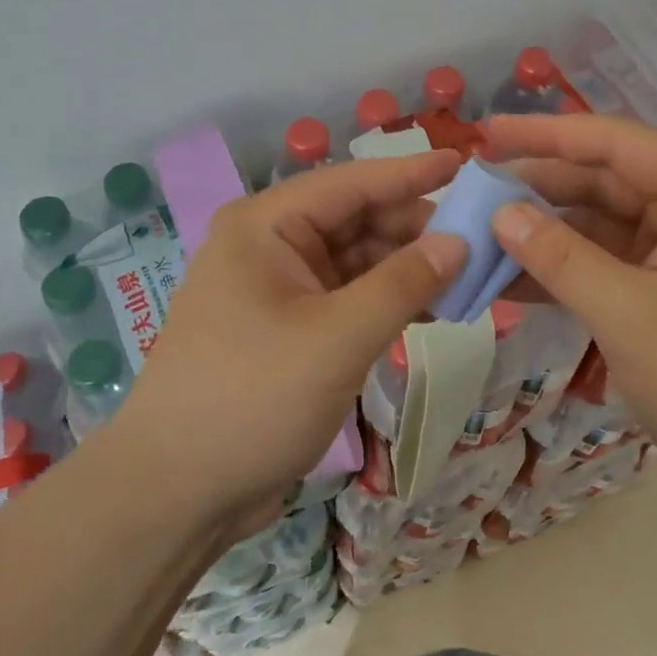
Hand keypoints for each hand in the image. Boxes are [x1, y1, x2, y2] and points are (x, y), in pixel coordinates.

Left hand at [116, 149, 465, 539]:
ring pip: (355, 260)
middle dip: (414, 228)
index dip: (411, 172)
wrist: (175, 493)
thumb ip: (403, 285)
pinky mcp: (287, 327)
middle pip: (355, 220)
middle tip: (481, 236)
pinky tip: (433, 307)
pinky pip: (347, 297)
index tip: (468, 162)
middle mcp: (269, 245)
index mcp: (266, 226)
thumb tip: (459, 241)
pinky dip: (387, 300)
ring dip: (406, 267)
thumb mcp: (337, 338)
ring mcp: (277, 288)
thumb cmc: (252, 398)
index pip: (351, 183)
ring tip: (468, 273)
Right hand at [485, 114, 656, 522]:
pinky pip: (606, 265)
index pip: (615, 142)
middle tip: (471, 192)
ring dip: (544, 232)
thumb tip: (499, 212)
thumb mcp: (630, 316)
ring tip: (478, 235)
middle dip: (538, 187)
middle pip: (604, 179)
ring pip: (599, 224)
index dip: (545, 134)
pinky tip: (510, 279)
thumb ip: (560, 257)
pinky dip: (563, 270)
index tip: (485, 132)